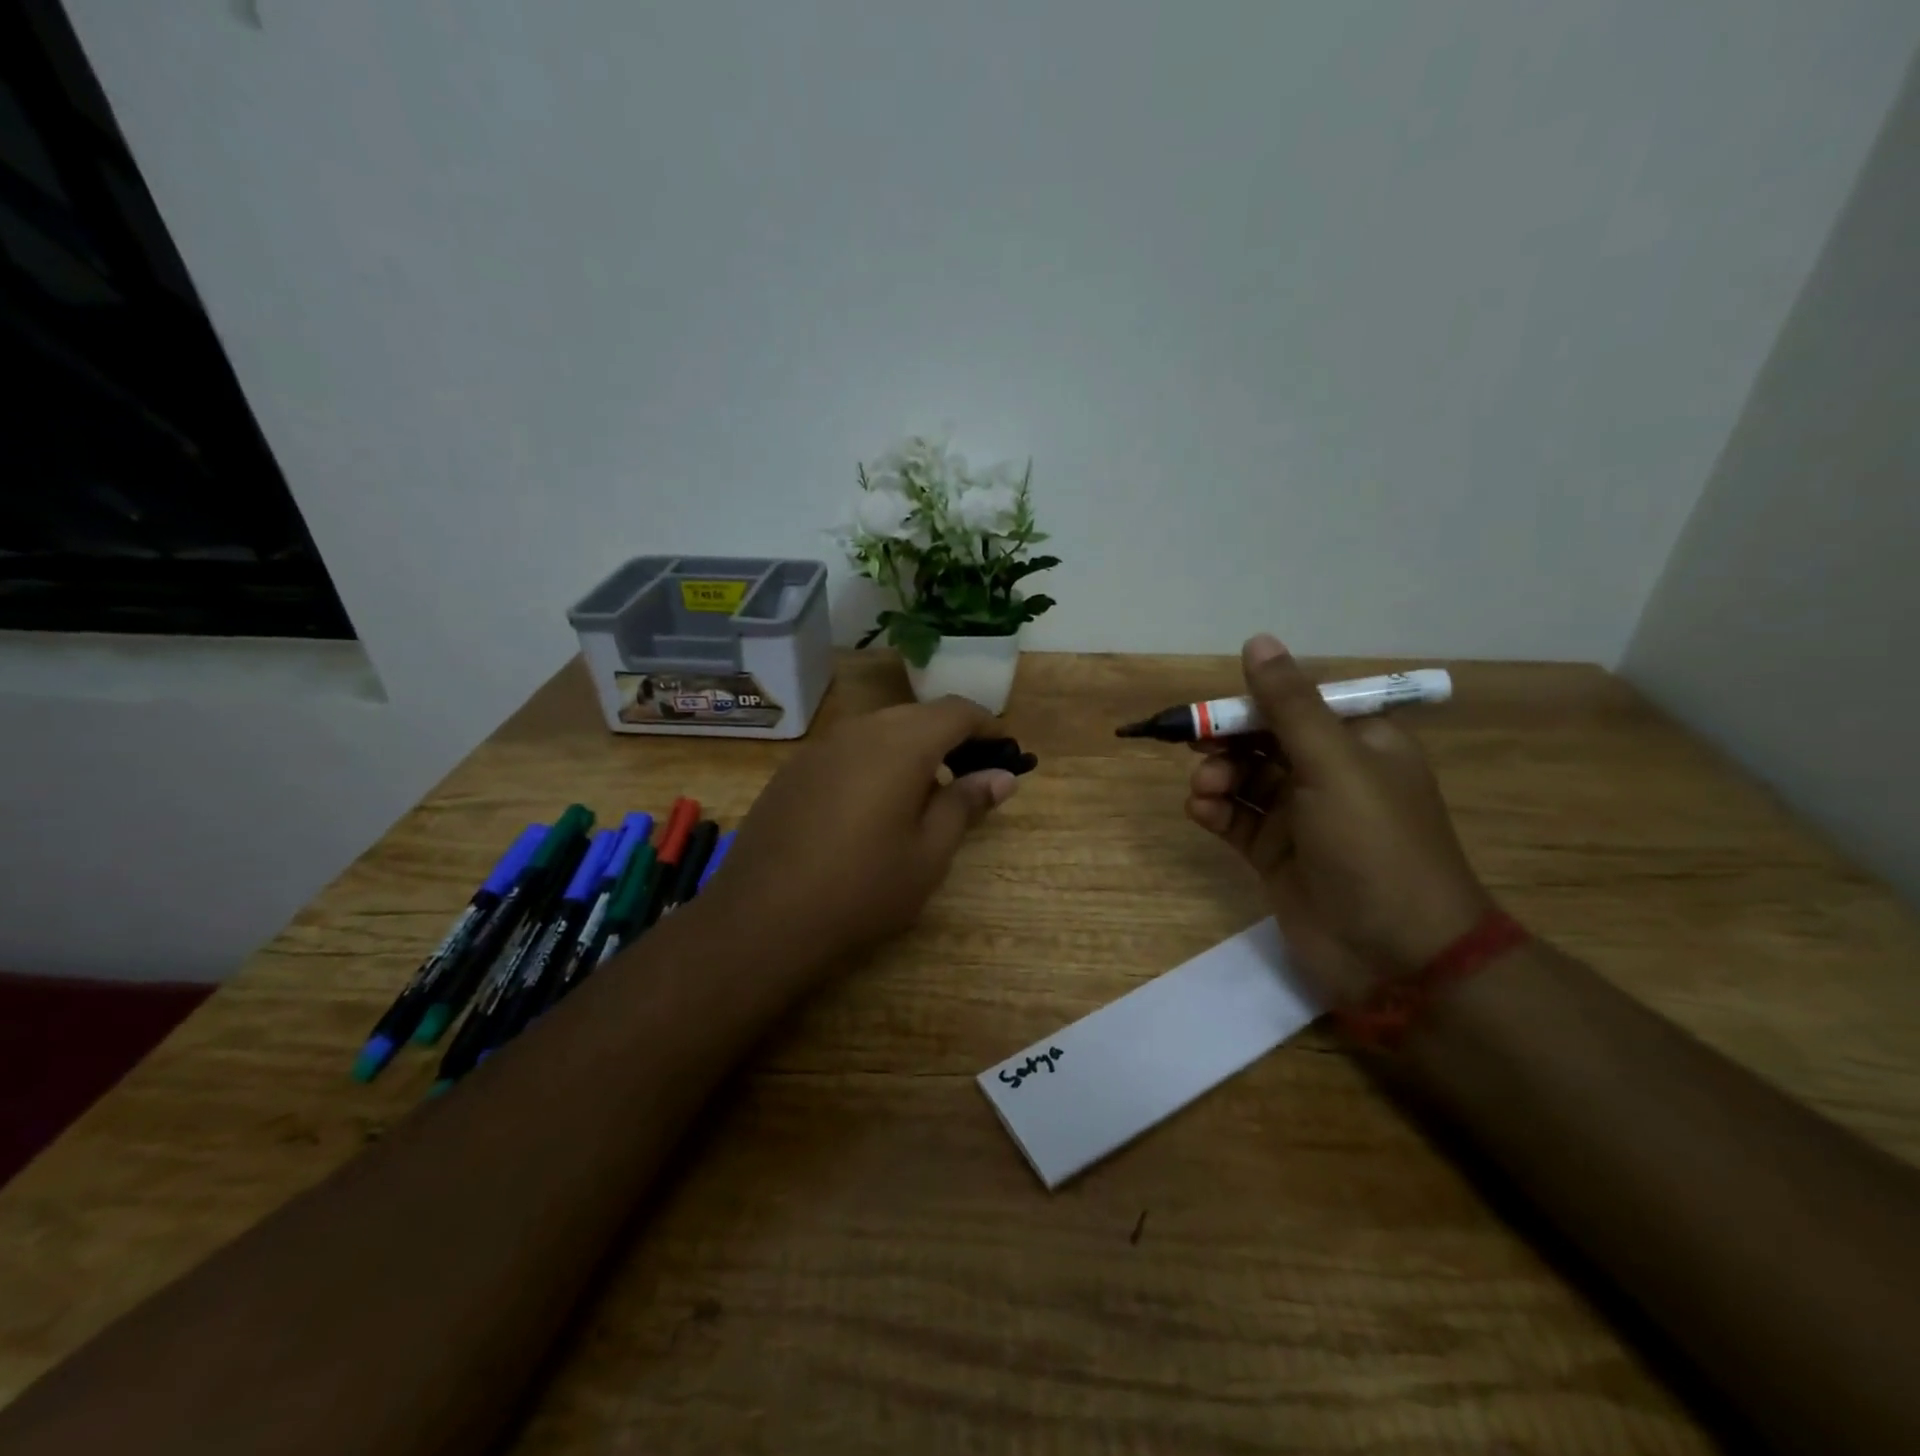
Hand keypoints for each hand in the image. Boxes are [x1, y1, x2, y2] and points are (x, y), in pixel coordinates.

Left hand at [703, 696, 1019, 976]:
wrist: (763, 918)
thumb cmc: (863, 889)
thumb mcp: (929, 853)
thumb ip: (965, 804)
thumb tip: (1001, 776)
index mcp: (901, 744)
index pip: (956, 711)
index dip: (987, 726)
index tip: (1004, 752)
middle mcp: (860, 731)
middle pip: (917, 715)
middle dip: (950, 737)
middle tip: (968, 777)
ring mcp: (820, 747)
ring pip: (879, 729)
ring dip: (911, 748)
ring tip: (922, 795)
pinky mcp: (793, 769)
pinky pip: (847, 749)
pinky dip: (874, 761)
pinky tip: (871, 806)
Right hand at [1186, 636, 1492, 1001]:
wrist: (1397, 955)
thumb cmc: (1373, 846)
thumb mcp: (1333, 765)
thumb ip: (1289, 705)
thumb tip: (1257, 640)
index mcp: (1359, 743)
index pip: (1296, 705)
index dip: (1252, 704)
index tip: (1214, 713)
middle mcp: (1329, 775)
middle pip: (1263, 741)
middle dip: (1228, 743)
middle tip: (1198, 749)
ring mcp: (1301, 819)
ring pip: (1244, 780)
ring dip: (1217, 777)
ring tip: (1205, 792)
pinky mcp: (1277, 856)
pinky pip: (1236, 820)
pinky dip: (1215, 811)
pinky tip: (1201, 812)